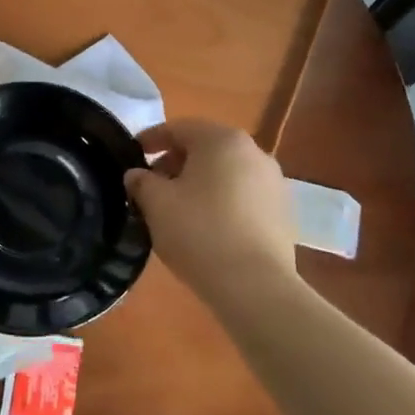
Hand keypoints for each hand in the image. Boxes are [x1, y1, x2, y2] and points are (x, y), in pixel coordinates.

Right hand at [125, 119, 294, 293]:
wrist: (255, 286)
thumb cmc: (199, 232)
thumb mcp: (156, 203)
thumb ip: (141, 182)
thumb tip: (137, 175)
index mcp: (222, 140)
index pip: (178, 128)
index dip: (150, 139)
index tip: (131, 155)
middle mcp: (253, 152)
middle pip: (205, 148)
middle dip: (175, 162)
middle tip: (151, 185)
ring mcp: (274, 183)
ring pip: (225, 172)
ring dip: (198, 182)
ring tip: (176, 209)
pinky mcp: (283, 213)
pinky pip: (242, 196)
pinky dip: (220, 201)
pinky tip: (205, 226)